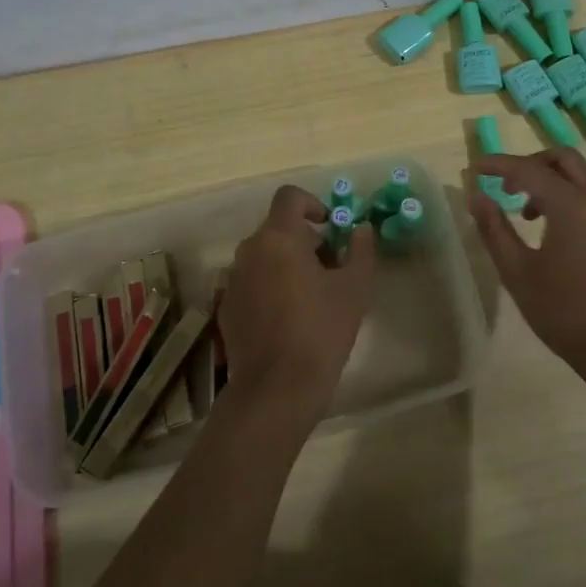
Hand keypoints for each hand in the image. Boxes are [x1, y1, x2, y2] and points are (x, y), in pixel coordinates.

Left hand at [219, 185, 376, 426]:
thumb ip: (360, 250)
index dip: (312, 203)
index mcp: (278, 238)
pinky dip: (269, 287)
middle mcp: (249, 251)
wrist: (276, 389)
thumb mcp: (354, 289)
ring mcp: (232, 280)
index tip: (330, 227)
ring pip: (263, 256)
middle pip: (277, 228)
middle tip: (330, 268)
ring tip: (310, 296)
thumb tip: (360, 229)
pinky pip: (251, 282)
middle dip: (304, 240)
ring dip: (286, 263)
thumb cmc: (320, 331)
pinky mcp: (226, 307)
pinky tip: (287, 318)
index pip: (289, 197)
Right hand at [468, 150, 585, 381]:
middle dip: (532, 163)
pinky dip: (571, 202)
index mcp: (572, 206)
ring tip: (527, 216)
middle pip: (565, 159)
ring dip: (552, 183)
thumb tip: (476, 196)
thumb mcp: (518, 273)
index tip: (476, 168)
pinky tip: (557, 238)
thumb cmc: (565, 313)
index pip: (529, 169)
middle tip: (507, 186)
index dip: (498, 164)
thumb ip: (494, 229)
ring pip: (584, 180)